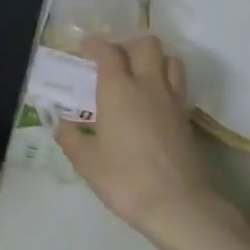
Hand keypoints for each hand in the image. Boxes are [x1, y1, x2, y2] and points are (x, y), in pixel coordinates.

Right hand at [56, 36, 242, 248]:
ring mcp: (172, 101)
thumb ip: (71, 138)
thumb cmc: (124, 178)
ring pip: (171, 60)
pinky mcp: (187, 119)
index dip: (94, 45)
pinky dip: (166, 84)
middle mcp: (148, 85)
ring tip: (138, 76)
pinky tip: (152, 104)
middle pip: (147, 45)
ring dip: (154, 60)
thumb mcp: (86, 161)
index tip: (84, 49)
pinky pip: (178, 86)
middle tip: (113, 61)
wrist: (177, 204)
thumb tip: (62, 126)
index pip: (108, 51)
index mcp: (118, 89)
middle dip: (128, 45)